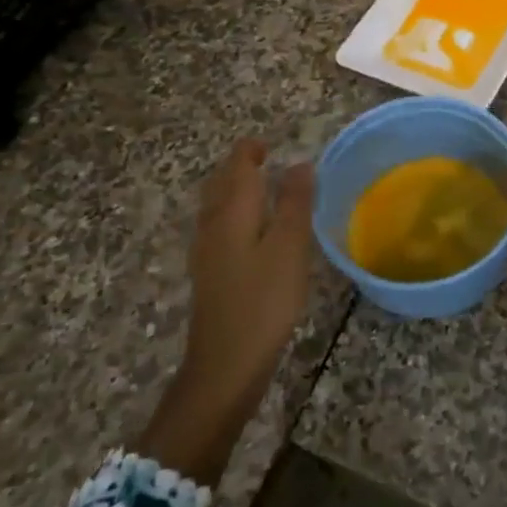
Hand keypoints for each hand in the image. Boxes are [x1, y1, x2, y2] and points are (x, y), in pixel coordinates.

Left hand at [185, 139, 316, 393]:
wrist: (226, 362)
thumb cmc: (264, 300)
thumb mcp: (290, 247)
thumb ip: (295, 202)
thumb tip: (299, 163)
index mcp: (232, 211)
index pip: (237, 165)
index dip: (251, 150)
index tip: (272, 143)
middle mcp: (213, 223)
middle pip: (221, 183)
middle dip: (239, 166)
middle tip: (267, 159)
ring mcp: (207, 250)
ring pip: (217, 205)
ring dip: (235, 189)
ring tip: (261, 187)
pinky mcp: (210, 273)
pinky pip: (219, 227)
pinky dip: (234, 214)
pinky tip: (251, 230)